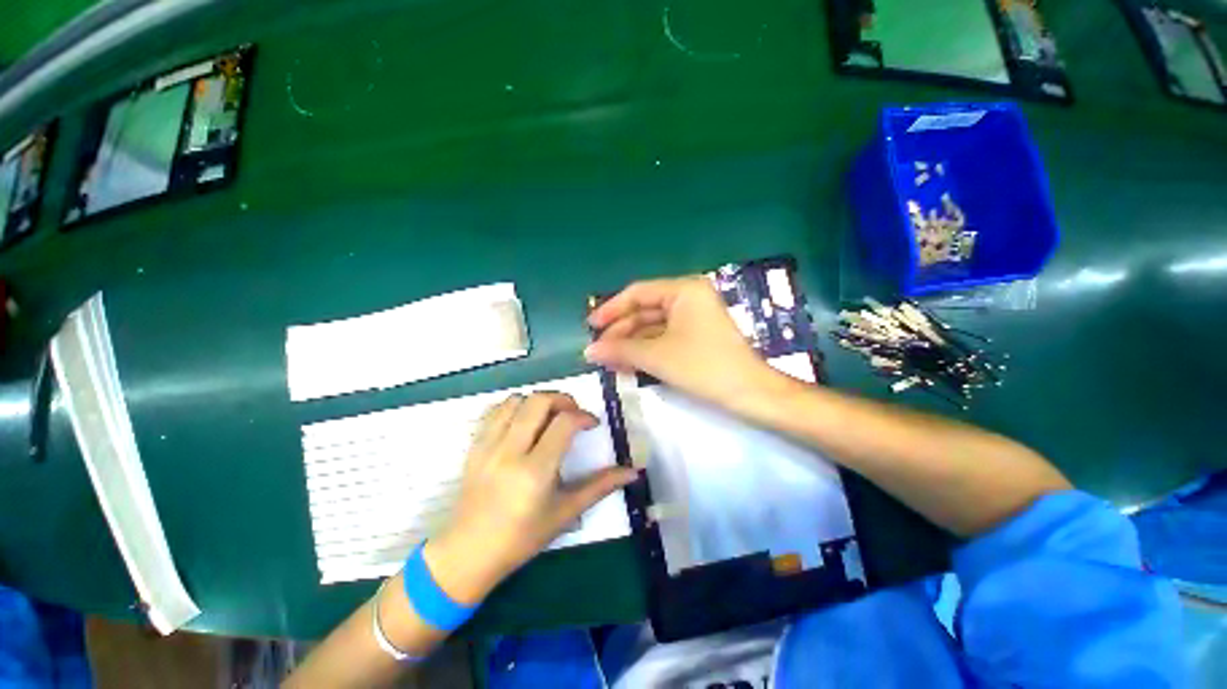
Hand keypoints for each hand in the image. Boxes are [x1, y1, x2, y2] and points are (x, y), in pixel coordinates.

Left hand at [423, 393, 637, 603]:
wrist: (469, 552)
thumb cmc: (522, 537)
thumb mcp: (565, 512)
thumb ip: (600, 487)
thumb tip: (633, 472)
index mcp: (535, 471)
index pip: (564, 423)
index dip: (583, 416)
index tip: (591, 424)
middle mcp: (510, 451)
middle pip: (539, 401)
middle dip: (563, 399)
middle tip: (572, 413)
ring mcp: (488, 446)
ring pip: (516, 400)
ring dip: (538, 401)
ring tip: (549, 417)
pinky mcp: (475, 446)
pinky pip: (495, 410)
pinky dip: (514, 407)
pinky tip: (524, 422)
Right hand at [585, 277, 775, 410]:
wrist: (749, 393)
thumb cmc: (703, 366)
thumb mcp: (656, 356)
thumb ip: (620, 349)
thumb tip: (588, 351)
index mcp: (683, 290)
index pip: (638, 293)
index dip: (611, 309)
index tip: (590, 326)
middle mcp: (688, 297)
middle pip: (644, 310)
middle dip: (620, 331)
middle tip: (597, 350)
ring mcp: (693, 317)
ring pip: (652, 326)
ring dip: (630, 343)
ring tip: (608, 360)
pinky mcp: (695, 335)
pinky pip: (663, 338)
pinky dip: (645, 350)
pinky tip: (627, 363)